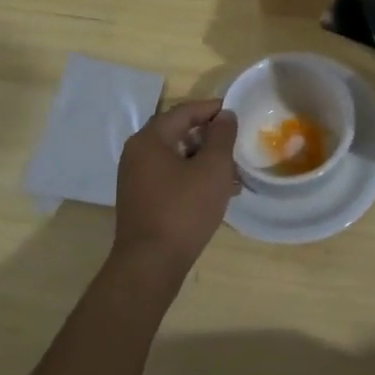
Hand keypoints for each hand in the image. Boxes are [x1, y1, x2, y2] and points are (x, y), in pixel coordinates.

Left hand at [110, 99, 238, 278]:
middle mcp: (137, 154)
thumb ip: (221, 136)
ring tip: (233, 171)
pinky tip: (216, 192)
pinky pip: (171, 177)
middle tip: (236, 143)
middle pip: (178, 133)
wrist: (151, 265)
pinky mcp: (141, 200)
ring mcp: (136, 179)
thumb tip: (225, 116)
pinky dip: (193, 177)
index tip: (237, 113)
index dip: (212, 109)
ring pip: (176, 157)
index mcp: (149, 140)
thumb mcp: (212, 168)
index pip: (184, 111)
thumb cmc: (183, 210)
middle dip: (210, 137)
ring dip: (204, 160)